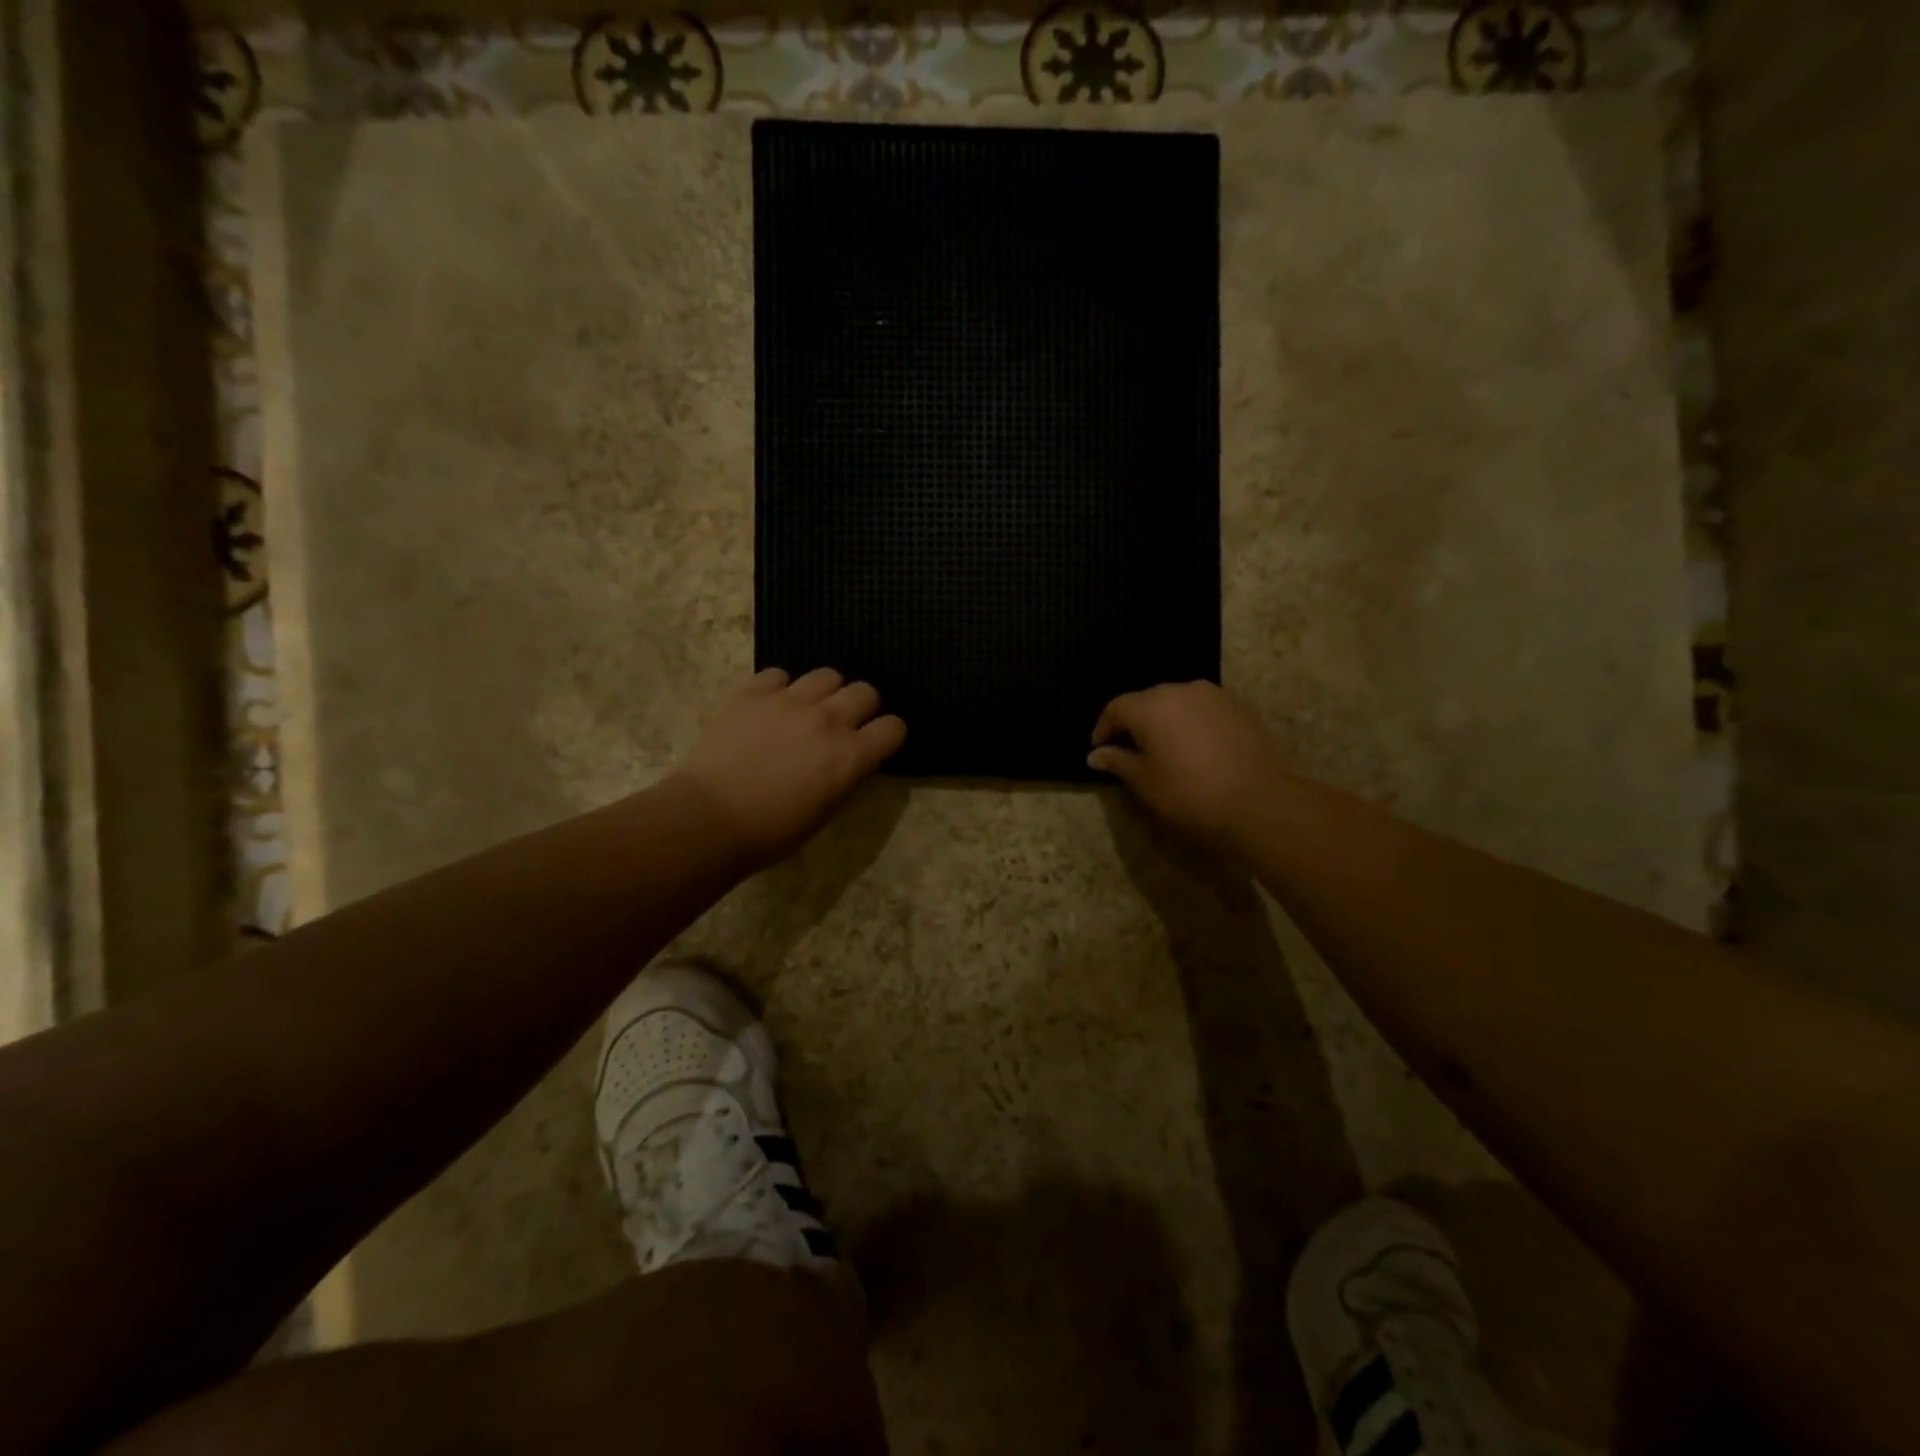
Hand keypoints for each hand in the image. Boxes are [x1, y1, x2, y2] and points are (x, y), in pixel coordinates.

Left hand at [675, 668, 905, 872]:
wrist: (708, 819)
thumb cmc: (770, 832)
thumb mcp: (825, 811)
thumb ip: (845, 776)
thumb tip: (850, 759)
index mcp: (850, 757)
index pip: (893, 727)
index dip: (888, 735)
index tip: (875, 744)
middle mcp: (827, 720)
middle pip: (865, 691)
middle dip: (861, 708)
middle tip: (842, 725)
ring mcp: (789, 701)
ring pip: (827, 675)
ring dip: (824, 693)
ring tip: (807, 710)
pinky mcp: (753, 692)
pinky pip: (779, 674)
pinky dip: (780, 689)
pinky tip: (769, 708)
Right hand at [1088, 682, 1285, 854]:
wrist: (1258, 803)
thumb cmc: (1189, 794)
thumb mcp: (1144, 782)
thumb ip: (1118, 762)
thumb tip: (1096, 754)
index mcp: (1150, 706)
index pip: (1115, 709)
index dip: (1103, 729)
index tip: (1100, 750)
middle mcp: (1181, 690)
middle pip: (1147, 702)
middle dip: (1135, 723)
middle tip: (1131, 751)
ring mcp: (1214, 696)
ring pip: (1179, 703)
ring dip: (1167, 722)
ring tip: (1166, 750)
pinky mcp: (1240, 708)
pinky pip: (1205, 711)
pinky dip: (1194, 724)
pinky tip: (1198, 750)